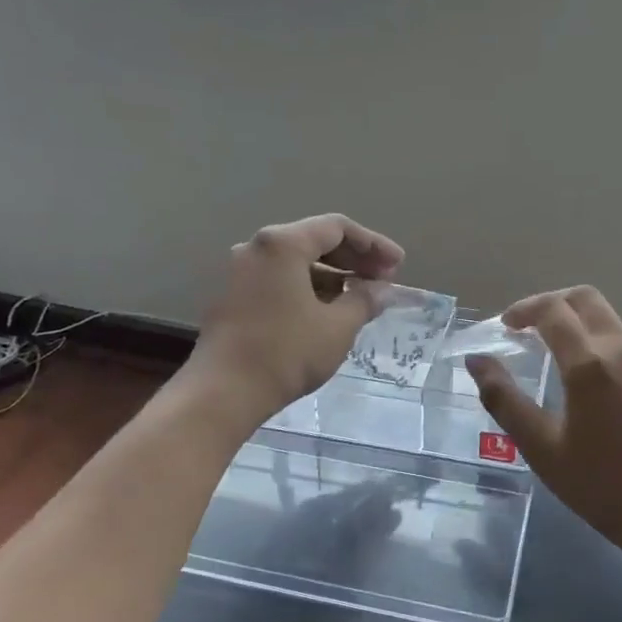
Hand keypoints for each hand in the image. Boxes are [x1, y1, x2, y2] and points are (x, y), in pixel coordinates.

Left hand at [188, 214, 404, 423]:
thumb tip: (381, 290)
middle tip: (383, 280)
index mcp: (282, 243)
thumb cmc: (286, 353)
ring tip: (360, 297)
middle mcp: (257, 247)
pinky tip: (327, 310)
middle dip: (353, 259)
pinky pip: (278, 279)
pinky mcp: (232, 295)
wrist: (223, 392)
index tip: (398, 266)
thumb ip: (364, 300)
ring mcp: (239, 271)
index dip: (373, 245)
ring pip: (295, 262)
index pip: (337, 228)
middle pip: (314, 240)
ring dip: (331, 275)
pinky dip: (307, 287)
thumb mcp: (337, 327)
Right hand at [466, 287, 621, 574]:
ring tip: (550, 354)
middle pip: (585, 299)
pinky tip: (585, 379)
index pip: (553, 310)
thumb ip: (504, 400)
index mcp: (591, 363)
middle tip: (525, 328)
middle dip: (551, 304)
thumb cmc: (602, 487)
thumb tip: (476, 361)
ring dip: (575, 322)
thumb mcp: (542, 448)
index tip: (504, 327)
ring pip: (607, 319)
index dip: (523, 309)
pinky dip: (596, 341)